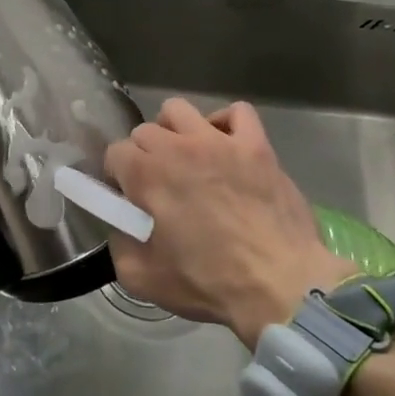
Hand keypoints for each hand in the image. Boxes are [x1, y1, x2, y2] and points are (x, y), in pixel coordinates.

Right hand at [104, 98, 351, 346]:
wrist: (279, 285)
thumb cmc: (207, 282)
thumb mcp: (140, 278)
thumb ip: (118, 243)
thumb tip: (121, 224)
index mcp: (146, 174)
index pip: (114, 154)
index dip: (119, 179)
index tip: (130, 201)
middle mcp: (177, 146)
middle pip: (144, 131)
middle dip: (143, 156)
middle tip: (159, 187)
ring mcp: (219, 141)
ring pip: (180, 110)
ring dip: (174, 131)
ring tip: (185, 158)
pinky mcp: (256, 145)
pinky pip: (236, 113)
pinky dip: (225, 124)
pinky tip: (225, 146)